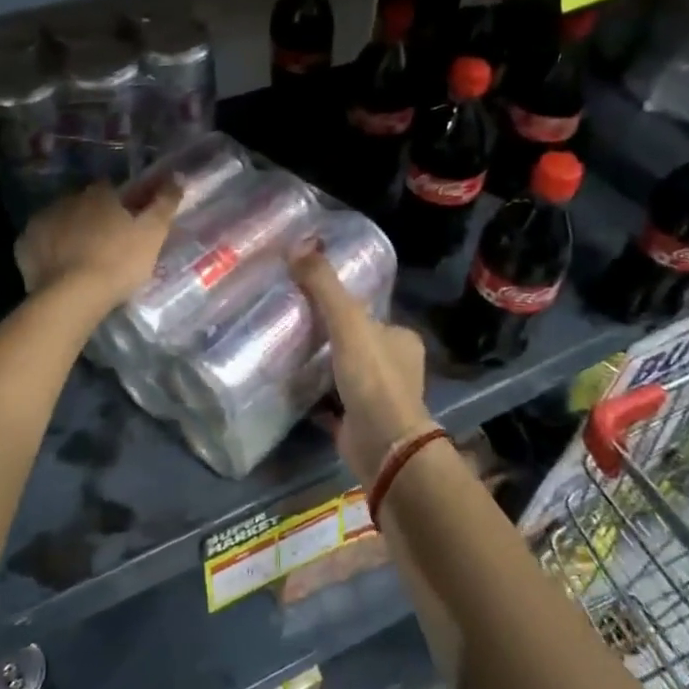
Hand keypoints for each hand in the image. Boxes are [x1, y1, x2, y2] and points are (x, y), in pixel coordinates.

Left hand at [15, 181, 181, 313]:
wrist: (72, 296)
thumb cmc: (118, 262)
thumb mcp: (153, 233)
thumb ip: (165, 203)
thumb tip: (177, 177)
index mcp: (98, 194)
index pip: (110, 189)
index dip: (119, 204)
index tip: (127, 221)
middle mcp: (66, 200)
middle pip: (82, 204)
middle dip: (92, 217)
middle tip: (106, 243)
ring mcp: (41, 221)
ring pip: (60, 221)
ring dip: (70, 232)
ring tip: (82, 258)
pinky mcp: (24, 246)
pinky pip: (40, 243)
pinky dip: (49, 251)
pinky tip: (59, 268)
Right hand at [291, 247, 434, 491]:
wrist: (383, 444)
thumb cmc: (373, 377)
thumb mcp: (348, 322)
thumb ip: (324, 286)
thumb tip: (298, 244)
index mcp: (402, 340)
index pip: (371, 315)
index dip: (344, 307)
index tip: (312, 300)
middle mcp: (396, 367)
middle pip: (357, 344)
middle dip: (330, 338)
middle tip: (293, 325)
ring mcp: (378, 398)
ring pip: (344, 373)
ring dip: (322, 367)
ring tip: (286, 352)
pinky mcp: (358, 423)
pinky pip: (332, 403)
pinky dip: (315, 396)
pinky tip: (289, 387)